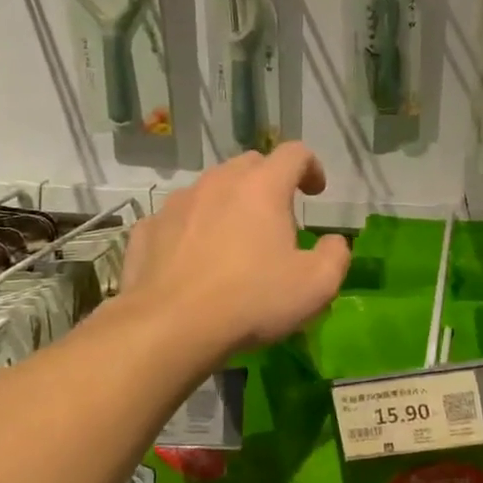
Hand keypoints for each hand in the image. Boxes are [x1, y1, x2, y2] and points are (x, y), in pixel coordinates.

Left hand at [121, 142, 350, 357]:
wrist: (169, 328)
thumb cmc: (252, 300)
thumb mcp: (317, 285)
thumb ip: (335, 255)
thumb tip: (332, 243)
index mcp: (263, 186)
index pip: (294, 153)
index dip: (311, 167)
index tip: (315, 193)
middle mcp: (218, 182)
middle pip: (250, 165)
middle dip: (268, 183)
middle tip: (277, 220)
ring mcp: (177, 203)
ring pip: (210, 189)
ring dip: (228, 205)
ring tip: (233, 242)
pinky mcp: (147, 229)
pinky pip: (177, 219)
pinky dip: (191, 230)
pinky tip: (194, 261)